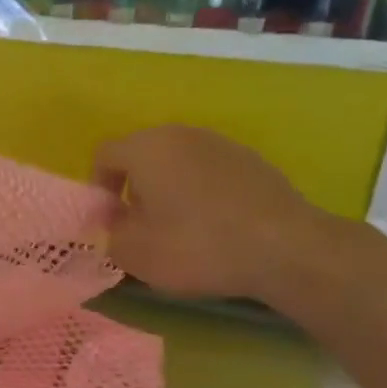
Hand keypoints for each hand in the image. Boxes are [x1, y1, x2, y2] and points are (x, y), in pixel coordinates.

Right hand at [94, 125, 332, 302]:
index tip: (111, 221)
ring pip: (177, 161)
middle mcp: (181, 134)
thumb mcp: (135, 253)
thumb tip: (116, 223)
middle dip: (134, 187)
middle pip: (141, 154)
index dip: (99, 188)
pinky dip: (201, 192)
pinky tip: (214, 225)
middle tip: (140, 224)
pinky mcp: (252, 160)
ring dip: (168, 188)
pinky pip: (209, 171)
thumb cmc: (197, 246)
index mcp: (146, 148)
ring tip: (179, 226)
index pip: (104, 155)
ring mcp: (220, 144)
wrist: (287, 249)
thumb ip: (110, 234)